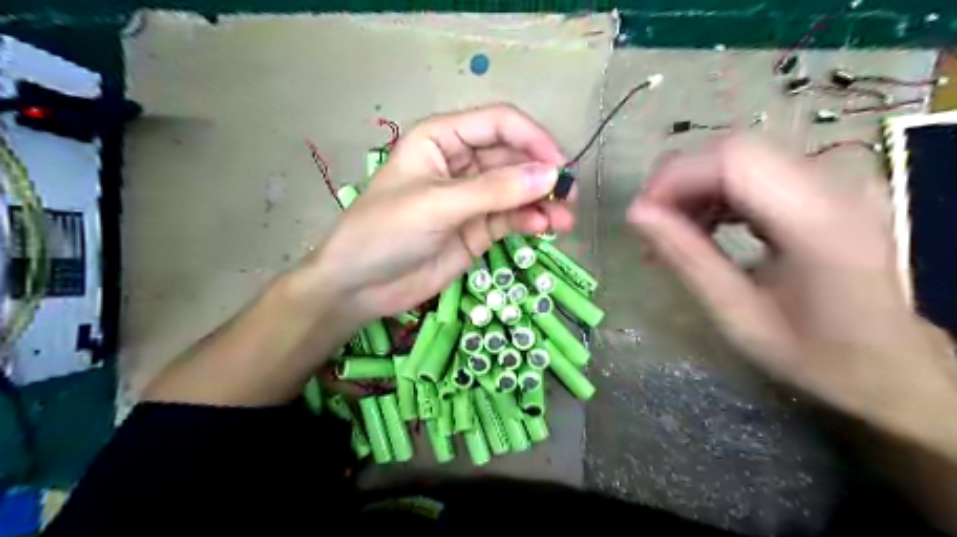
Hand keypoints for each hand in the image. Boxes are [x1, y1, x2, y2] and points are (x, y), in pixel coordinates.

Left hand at [296, 104, 569, 322]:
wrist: (361, 286)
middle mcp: (461, 162)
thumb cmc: (385, 232)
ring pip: (518, 190)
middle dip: (543, 174)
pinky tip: (545, 229)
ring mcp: (472, 198)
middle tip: (569, 197)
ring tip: (565, 221)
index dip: (532, 139)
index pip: (499, 123)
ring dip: (544, 202)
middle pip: (514, 157)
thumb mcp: (438, 205)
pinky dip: (531, 221)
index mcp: (442, 138)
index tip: (559, 165)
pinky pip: (512, 218)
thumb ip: (495, 191)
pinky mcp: (479, 229)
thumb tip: (552, 175)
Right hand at [631, 137, 956, 441]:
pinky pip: (759, 174)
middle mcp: (836, 186)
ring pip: (743, 159)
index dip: (675, 177)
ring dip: (697, 190)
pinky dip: (719, 195)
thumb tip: (637, 215)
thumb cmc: (817, 356)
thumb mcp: (739, 316)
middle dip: (680, 183)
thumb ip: (688, 259)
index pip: (734, 161)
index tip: (641, 216)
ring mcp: (838, 183)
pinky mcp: (829, 190)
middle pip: (736, 152)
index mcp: (819, 223)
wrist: (895, 367)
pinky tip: (706, 227)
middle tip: (651, 228)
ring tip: (674, 234)